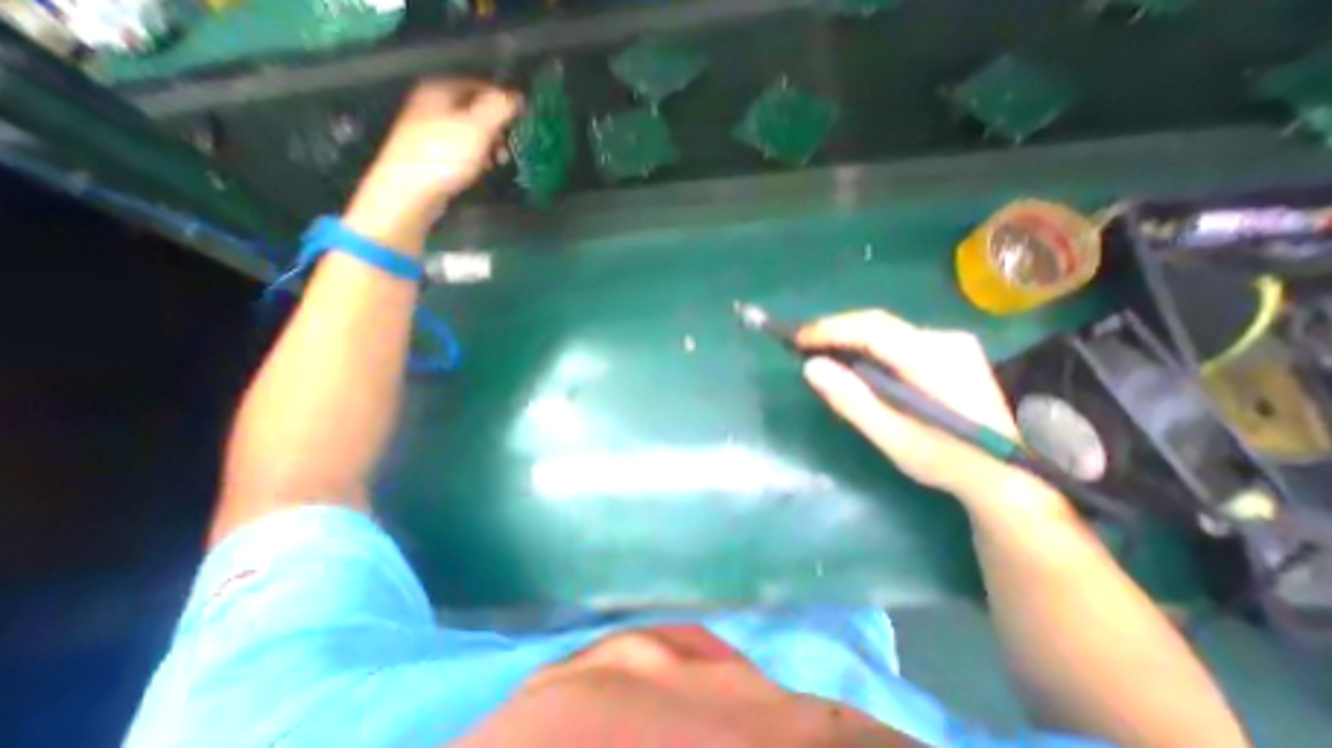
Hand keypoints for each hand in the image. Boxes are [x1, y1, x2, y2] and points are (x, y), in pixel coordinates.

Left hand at [341, 78, 519, 244]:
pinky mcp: (432, 153)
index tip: (521, 121)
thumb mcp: (477, 129)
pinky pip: (462, 148)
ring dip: (489, 145)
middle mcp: (431, 103)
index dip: (503, 101)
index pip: (479, 84)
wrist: (409, 192)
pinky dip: (476, 157)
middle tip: (508, 146)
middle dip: (497, 128)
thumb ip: (499, 109)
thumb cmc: (443, 156)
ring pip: (470, 131)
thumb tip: (518, 96)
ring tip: (498, 161)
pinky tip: (482, 170)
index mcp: (439, 89)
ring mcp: (430, 129)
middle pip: (475, 109)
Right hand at [799, 309, 1068, 520]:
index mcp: (933, 360)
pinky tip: (852, 360)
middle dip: (834, 330)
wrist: (1006, 472)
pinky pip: (894, 338)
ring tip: (818, 351)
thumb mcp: (893, 438)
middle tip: (801, 345)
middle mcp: (944, 339)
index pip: (872, 329)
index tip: (796, 339)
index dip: (830, 329)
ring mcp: (949, 342)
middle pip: (876, 323)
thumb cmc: (946, 460)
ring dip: (848, 337)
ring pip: (884, 329)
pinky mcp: (947, 349)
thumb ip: (851, 400)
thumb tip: (811, 366)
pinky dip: (866, 345)